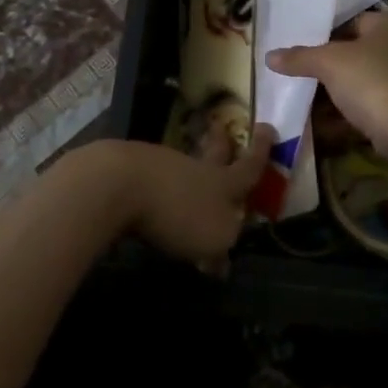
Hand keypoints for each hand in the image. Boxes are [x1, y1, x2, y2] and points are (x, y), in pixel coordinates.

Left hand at [119, 126, 274, 270]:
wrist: (120, 183)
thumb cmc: (177, 211)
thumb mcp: (214, 238)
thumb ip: (223, 246)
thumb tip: (223, 260)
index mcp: (222, 183)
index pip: (248, 167)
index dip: (260, 152)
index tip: (267, 127)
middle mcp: (195, 168)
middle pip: (213, 154)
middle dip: (221, 144)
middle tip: (222, 129)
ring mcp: (162, 165)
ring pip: (184, 166)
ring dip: (190, 171)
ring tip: (190, 178)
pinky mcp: (133, 171)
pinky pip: (156, 177)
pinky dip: (161, 186)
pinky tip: (154, 197)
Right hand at [267, 12, 387, 166]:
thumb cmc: (371, 81)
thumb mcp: (328, 63)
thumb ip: (299, 57)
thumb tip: (268, 56)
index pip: (350, 22)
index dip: (323, 34)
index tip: (299, 48)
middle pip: (354, 52)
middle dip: (327, 66)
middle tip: (298, 73)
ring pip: (361, 80)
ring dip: (335, 91)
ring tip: (304, 97)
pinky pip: (369, 103)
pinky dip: (348, 110)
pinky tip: (323, 122)